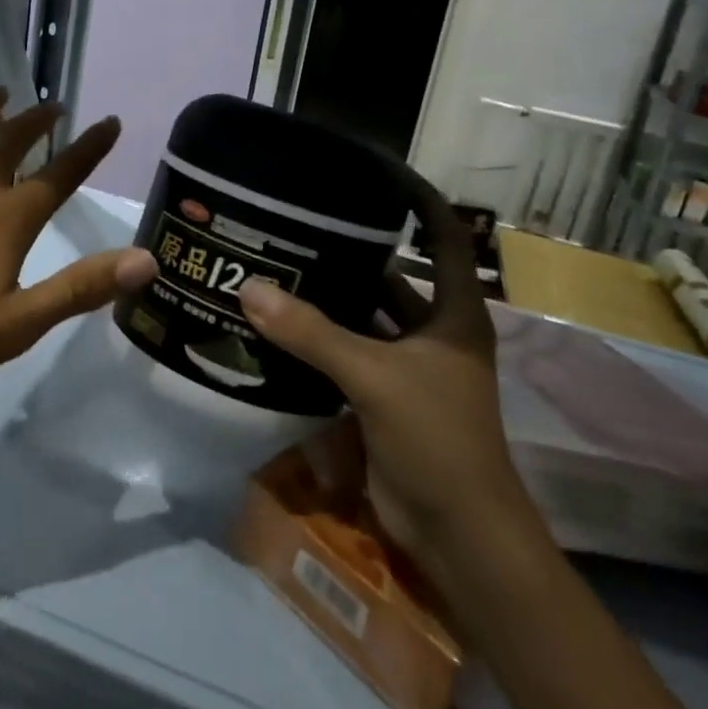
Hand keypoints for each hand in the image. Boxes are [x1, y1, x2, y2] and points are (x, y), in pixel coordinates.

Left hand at [0, 90, 157, 410]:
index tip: (109, 121)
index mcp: (7, 217)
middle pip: (12, 140)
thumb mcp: (16, 325)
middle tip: (54, 106)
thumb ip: (81, 288)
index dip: (90, 147)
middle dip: (37, 121)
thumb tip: (149, 260)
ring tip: (0, 92)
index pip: (61, 173)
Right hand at [238, 171, 524, 562]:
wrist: (458, 535)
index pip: (444, 239)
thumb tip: (249, 289)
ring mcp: (410, 366)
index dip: (419, 202)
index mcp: (454, 314)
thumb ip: (312, 334)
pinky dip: (319, 340)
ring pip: (365, 317)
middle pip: (393, 275)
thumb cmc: (437, 439)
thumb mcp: (375, 378)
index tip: (378, 172)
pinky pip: (348, 353)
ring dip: (330, 299)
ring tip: (280, 264)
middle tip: (301, 222)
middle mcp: (434, 332)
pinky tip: (279, 321)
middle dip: (353, 252)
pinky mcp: (384, 396)